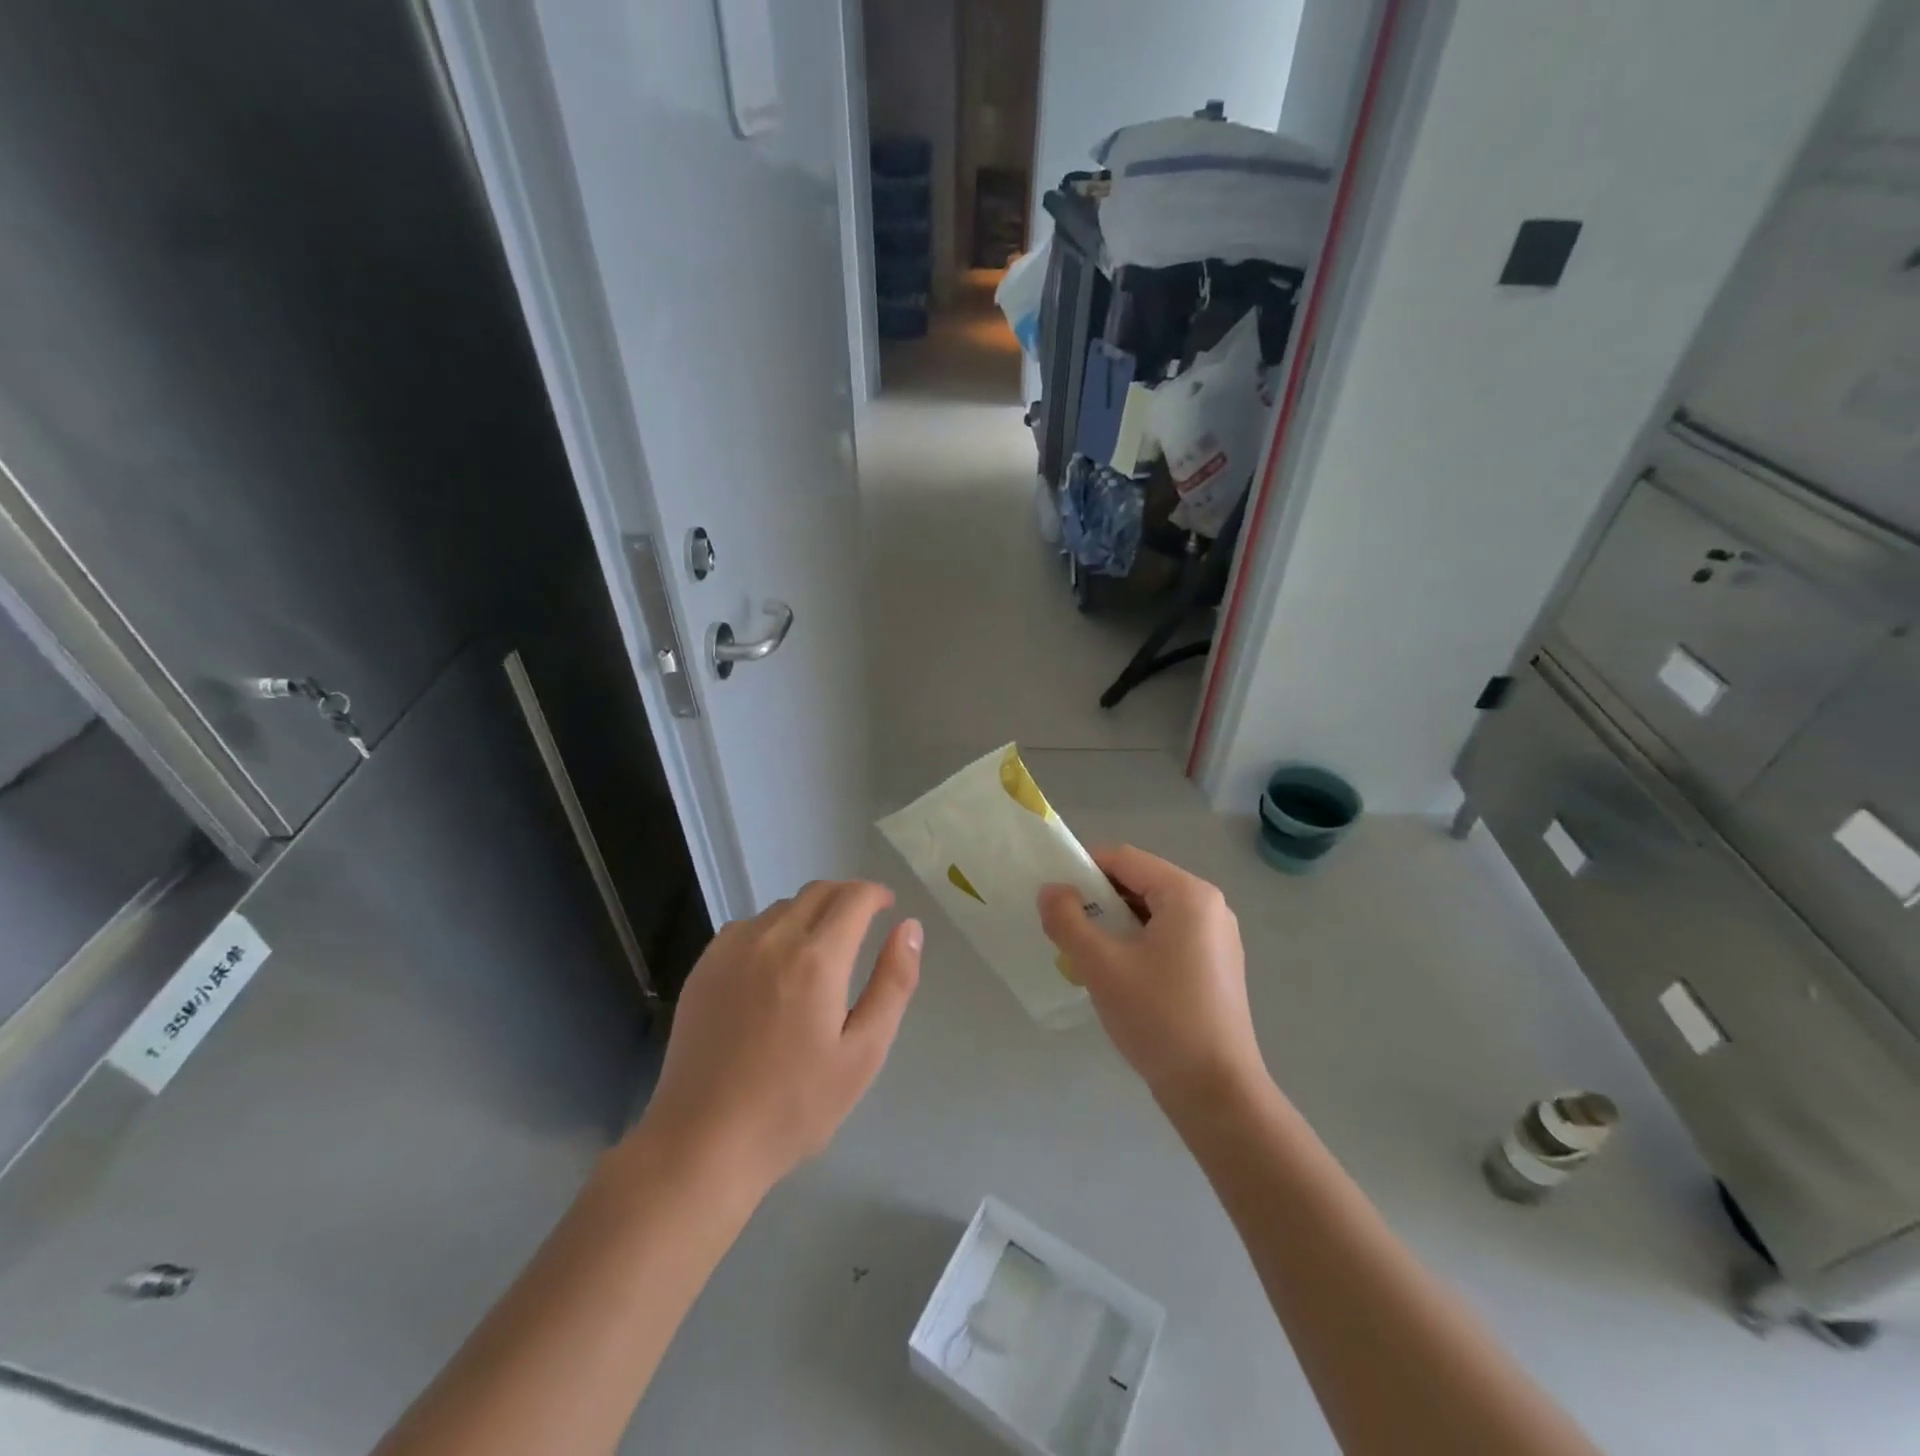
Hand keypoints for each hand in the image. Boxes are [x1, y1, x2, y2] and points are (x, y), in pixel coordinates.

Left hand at [638, 881, 920, 1191]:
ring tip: (820, 950)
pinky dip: (773, 930)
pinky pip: (748, 926)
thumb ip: (893, 983)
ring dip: (810, 913)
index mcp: (817, 959)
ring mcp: (731, 949)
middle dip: (847, 897)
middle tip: (862, 924)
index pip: (853, 897)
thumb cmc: (795, 1105)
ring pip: (782, 908)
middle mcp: (772, 939)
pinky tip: (774, 968)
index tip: (887, 907)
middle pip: (818, 892)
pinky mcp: (704, 966)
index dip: (876, 894)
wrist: (703, 1142)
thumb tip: (910, 927)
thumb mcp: (863, 1053)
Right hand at [1039, 845, 1264, 1111]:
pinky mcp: (1217, 965)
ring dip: (1115, 925)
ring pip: (1151, 912)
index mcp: (1187, 894)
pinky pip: (1168, 936)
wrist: (1217, 1093)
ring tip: (1089, 957)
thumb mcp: (1101, 966)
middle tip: (1068, 932)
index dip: (1083, 871)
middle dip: (1098, 901)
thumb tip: (1050, 890)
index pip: (1123, 859)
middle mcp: (1209, 905)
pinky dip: (1138, 943)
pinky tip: (1120, 977)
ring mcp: (1218, 936)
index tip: (1054, 900)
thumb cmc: (1159, 1019)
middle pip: (1139, 882)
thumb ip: (1068, 921)